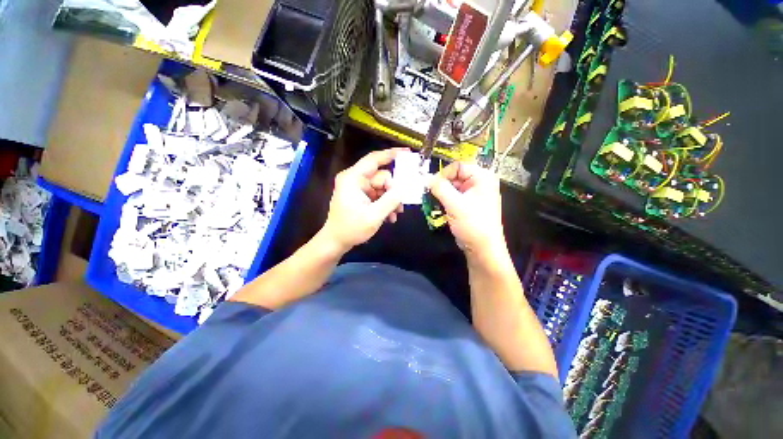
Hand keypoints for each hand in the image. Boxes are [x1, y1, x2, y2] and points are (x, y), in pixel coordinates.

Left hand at [321, 149, 404, 252]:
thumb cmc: (351, 229)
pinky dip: (385, 204)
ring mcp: (358, 188)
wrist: (336, 242)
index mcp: (353, 178)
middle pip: (382, 177)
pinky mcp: (361, 196)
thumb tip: (405, 188)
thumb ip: (391, 200)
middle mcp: (355, 179)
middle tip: (401, 205)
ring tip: (396, 214)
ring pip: (382, 187)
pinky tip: (390, 217)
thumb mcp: (374, 216)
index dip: (391, 154)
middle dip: (394, 190)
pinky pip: (378, 195)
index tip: (408, 153)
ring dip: (391, 200)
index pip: (374, 159)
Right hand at [427, 161, 506, 262]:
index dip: (443, 174)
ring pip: (452, 187)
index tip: (431, 185)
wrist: (482, 248)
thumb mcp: (454, 204)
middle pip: (455, 176)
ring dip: (441, 194)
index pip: (458, 166)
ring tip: (434, 203)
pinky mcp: (469, 204)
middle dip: (441, 185)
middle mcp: (480, 182)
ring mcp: (474, 194)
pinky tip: (440, 208)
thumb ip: (439, 188)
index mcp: (482, 177)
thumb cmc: (472, 224)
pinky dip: (445, 201)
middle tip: (430, 195)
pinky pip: (454, 196)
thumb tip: (427, 179)